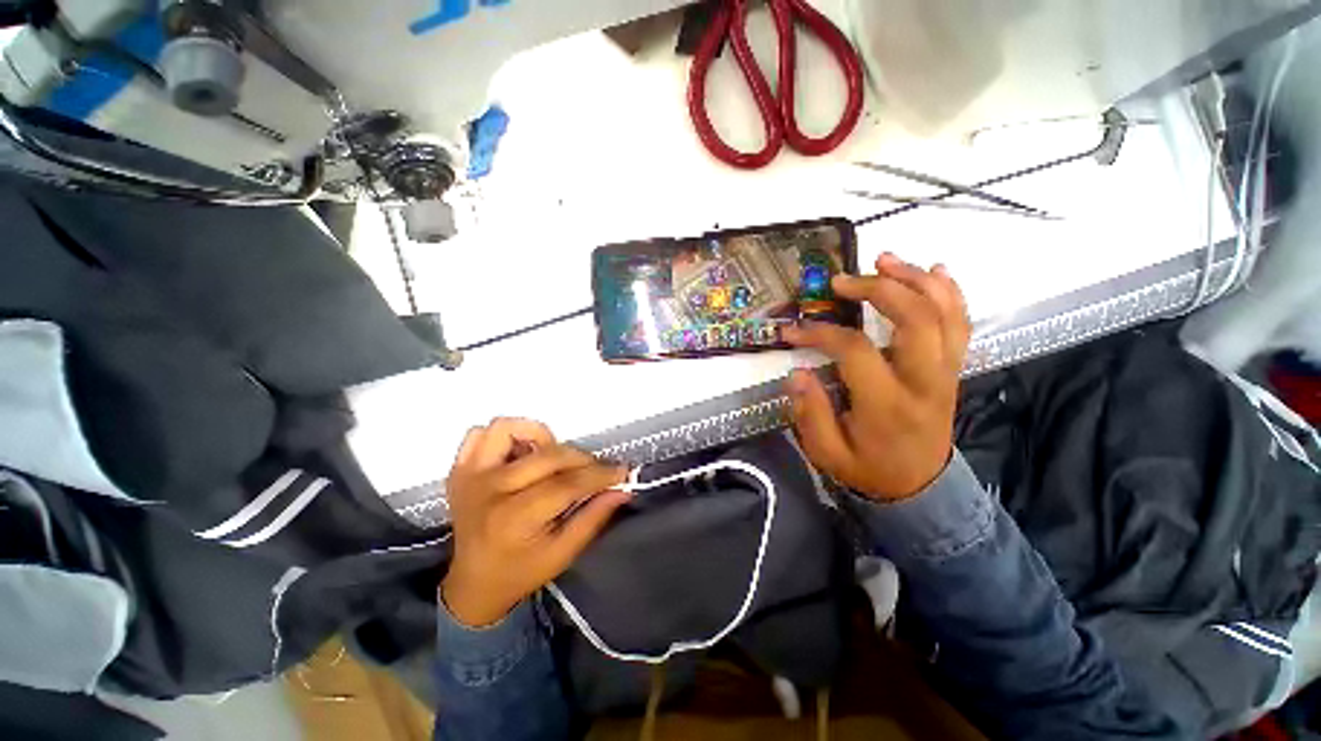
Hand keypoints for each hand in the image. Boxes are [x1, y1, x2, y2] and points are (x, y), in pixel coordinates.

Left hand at [440, 418, 630, 626]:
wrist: (472, 584)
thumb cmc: (521, 572)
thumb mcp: (563, 554)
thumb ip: (594, 518)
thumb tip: (622, 488)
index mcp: (514, 519)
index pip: (567, 483)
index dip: (599, 474)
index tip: (621, 471)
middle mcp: (489, 490)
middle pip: (547, 455)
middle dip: (581, 459)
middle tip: (593, 470)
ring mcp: (470, 475)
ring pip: (508, 429)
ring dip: (538, 436)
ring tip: (551, 457)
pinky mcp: (460, 469)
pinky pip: (481, 433)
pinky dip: (505, 436)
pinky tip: (521, 454)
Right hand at [781, 253, 970, 500]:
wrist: (920, 487)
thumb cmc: (870, 469)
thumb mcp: (828, 453)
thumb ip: (810, 413)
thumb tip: (796, 372)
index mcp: (888, 405)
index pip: (856, 350)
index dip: (821, 333)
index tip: (794, 330)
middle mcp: (924, 382)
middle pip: (915, 318)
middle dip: (879, 288)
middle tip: (842, 281)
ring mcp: (946, 372)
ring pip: (944, 313)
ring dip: (916, 279)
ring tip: (884, 259)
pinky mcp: (952, 368)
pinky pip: (960, 323)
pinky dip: (949, 292)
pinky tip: (932, 270)